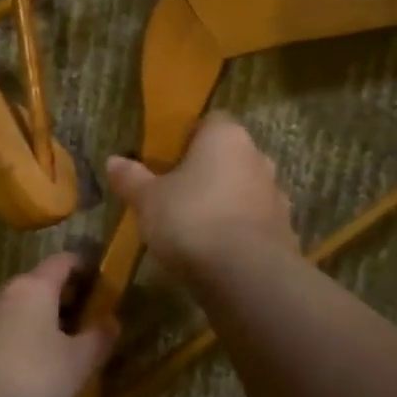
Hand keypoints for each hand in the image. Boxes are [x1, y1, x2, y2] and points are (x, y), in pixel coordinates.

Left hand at [0, 253, 118, 396]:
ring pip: (19, 308)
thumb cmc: (33, 378)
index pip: (63, 261)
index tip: (101, 283)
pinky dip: (22, 337)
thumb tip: (112, 320)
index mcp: (34, 287)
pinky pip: (4, 329)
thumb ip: (98, 337)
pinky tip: (32, 364)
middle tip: (87, 319)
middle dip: (64, 297)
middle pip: (39, 283)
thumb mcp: (79, 362)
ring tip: (61, 345)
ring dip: (41, 319)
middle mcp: (4, 293)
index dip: (85, 267)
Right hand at [106, 113, 296, 276]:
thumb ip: (131, 178)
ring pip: (244, 190)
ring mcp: (275, 196)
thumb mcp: (148, 200)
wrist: (245, 274)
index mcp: (226, 138)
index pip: (211, 122)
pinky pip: (254, 223)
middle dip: (208, 172)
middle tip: (178, 194)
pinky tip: (217, 251)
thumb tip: (113, 161)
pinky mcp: (284, 231)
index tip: (168, 161)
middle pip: (230, 157)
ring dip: (225, 202)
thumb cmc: (191, 220)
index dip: (189, 139)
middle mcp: (257, 159)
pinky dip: (239, 231)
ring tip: (196, 227)